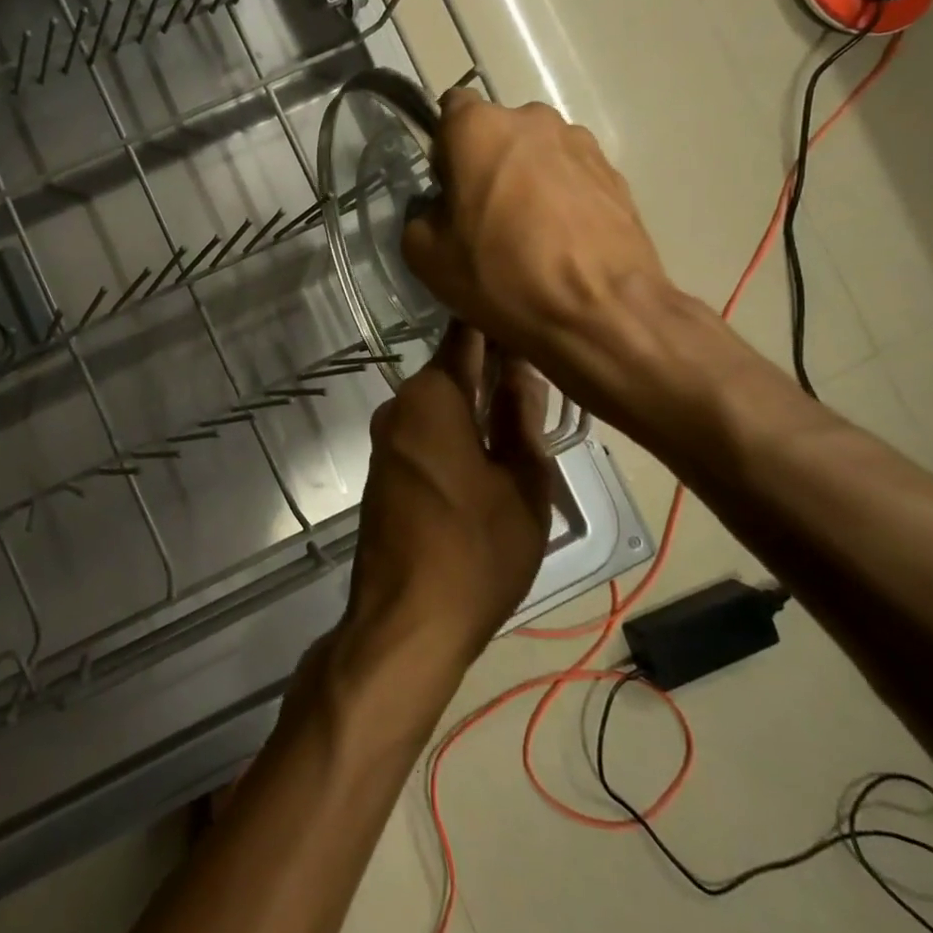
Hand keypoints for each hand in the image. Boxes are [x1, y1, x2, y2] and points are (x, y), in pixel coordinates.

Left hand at [343, 323, 553, 673]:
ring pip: (439, 403)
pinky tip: (489, 443)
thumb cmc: (477, 550)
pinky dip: (456, 428)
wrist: (407, 619)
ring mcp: (386, 439)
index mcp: (431, 397)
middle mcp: (399, 407)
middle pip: (451, 370)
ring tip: (529, 404)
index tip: (529, 312)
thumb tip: (523, 368)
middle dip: (493, 364)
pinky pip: (425, 432)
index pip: (465, 337)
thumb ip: (521, 418)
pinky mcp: (384, 469)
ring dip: (476, 400)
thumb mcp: (521, 483)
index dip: (496, 323)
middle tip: (547, 364)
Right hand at [401, 88, 685, 424]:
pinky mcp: (615, 174)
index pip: (451, 108)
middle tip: (481, 216)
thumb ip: (420, 215)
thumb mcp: (424, 255)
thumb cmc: (500, 276)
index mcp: (479, 128)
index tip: (445, 186)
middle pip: (497, 132)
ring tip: (526, 234)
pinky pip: (571, 177)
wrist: (599, 313)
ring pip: (536, 154)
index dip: (444, 146)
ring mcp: (581, 144)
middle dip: (486, 163)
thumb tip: (440, 210)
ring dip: (525, 179)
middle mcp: (533, 120)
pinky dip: (560, 199)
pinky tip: (558, 244)